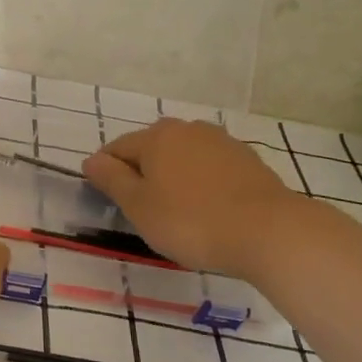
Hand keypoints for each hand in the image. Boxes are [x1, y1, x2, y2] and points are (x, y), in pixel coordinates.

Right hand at [82, 119, 294, 274]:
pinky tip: (207, 209)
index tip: (109, 201)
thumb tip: (91, 160)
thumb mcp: (139, 206)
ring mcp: (221, 142)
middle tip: (143, 210)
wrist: (270, 232)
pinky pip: (210, 168)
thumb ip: (111, 179)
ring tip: (177, 211)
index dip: (106, 173)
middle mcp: (187, 129)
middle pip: (151, 149)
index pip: (116, 149)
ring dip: (173, 177)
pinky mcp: (248, 161)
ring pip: (183, 157)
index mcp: (156, 136)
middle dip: (142, 173)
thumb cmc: (191, 221)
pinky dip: (201, 183)